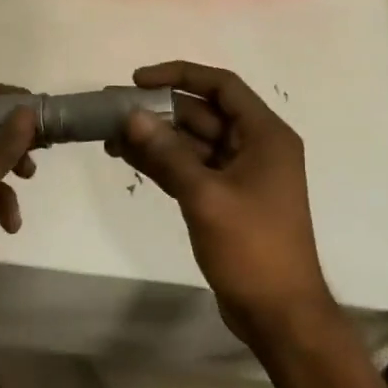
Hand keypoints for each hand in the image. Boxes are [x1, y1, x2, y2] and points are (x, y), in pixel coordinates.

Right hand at [108, 60, 332, 347]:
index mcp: (265, 135)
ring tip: (109, 137)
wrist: (278, 312)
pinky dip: (162, 163)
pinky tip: (128, 158)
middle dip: (158, 111)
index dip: (180, 75)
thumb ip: (168, 153)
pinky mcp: (224, 199)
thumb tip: (132, 116)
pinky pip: (189, 168)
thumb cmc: (251, 247)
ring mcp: (239, 174)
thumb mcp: (205, 196)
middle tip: (112, 112)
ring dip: (155, 138)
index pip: (221, 86)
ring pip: (191, 143)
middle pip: (202, 114)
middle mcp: (254, 147)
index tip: (137, 80)